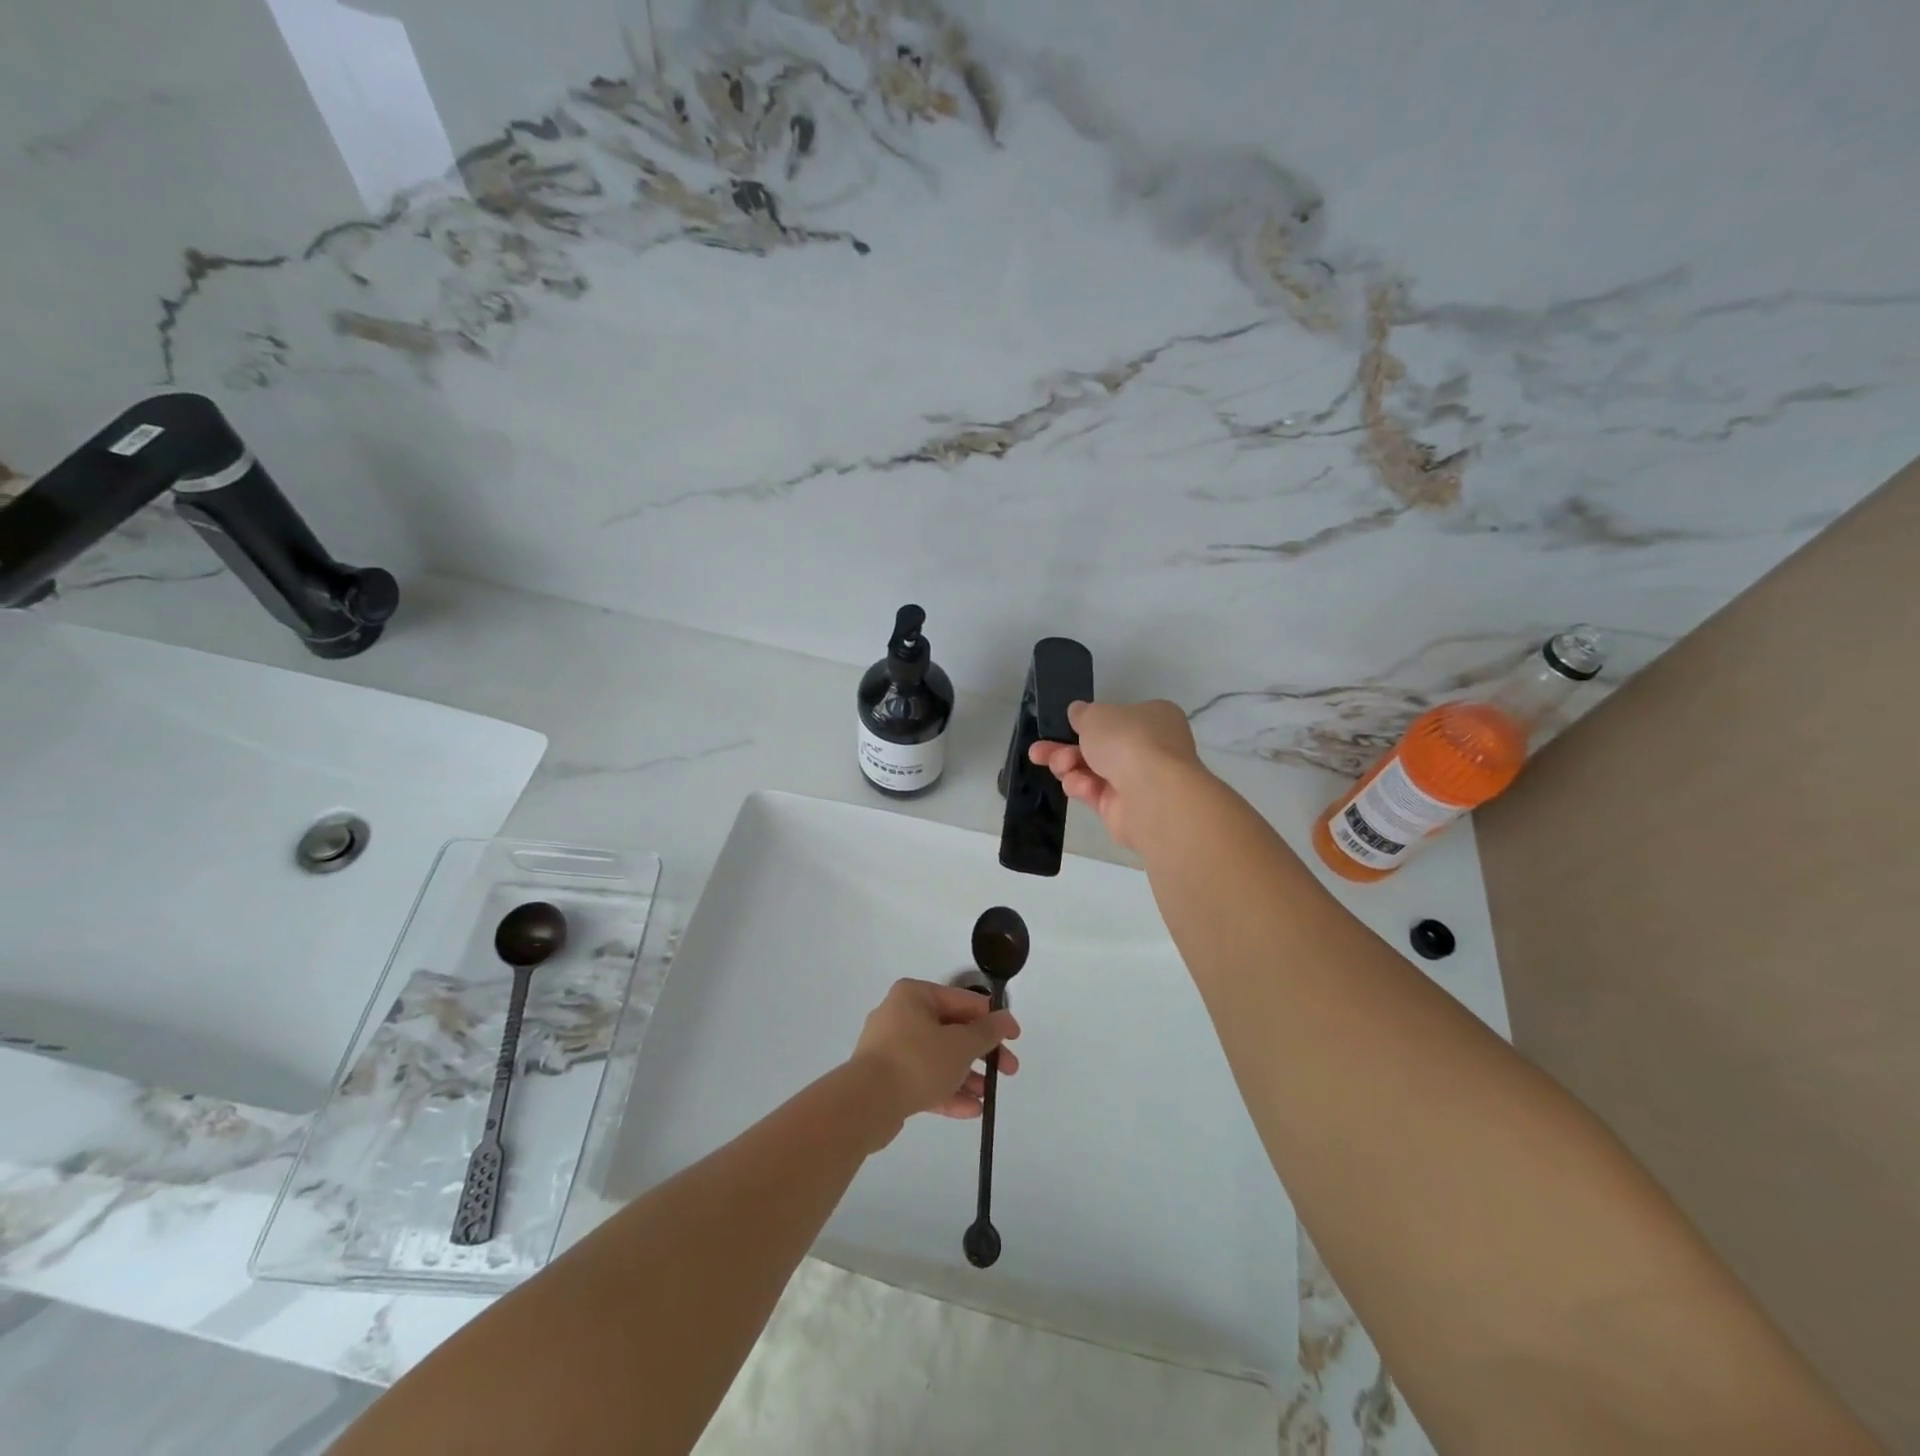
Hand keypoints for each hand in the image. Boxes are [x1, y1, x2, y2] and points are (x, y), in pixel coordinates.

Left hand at [850, 979, 1020, 1131]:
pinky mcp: (886, 1078)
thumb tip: (1005, 1019)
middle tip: (1008, 1071)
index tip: (1015, 1039)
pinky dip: (946, 1091)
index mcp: (915, 995)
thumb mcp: (961, 1044)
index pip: (963, 1001)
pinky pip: (923, 1079)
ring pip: (938, 1057)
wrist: (866, 1103)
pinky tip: (971, 1110)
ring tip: (988, 1097)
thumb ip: (987, 1032)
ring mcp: (890, 1048)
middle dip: (982, 1053)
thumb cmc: (917, 1060)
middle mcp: (900, 1015)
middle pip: (951, 1031)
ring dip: (966, 1076)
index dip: (993, 1019)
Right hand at [1027, 699, 1202, 851]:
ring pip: (1093, 770)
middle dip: (1065, 748)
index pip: (1118, 718)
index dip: (1089, 722)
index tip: (1064, 725)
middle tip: (1039, 751)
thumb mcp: (1096, 715)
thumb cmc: (1128, 740)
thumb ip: (1082, 714)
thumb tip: (1078, 712)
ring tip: (1059, 766)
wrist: (1151, 793)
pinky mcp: (1125, 808)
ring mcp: (1139, 780)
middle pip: (1099, 746)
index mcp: (1153, 717)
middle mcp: (1150, 748)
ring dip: (1069, 766)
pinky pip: (1096, 793)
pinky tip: (1078, 785)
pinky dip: (1082, 787)